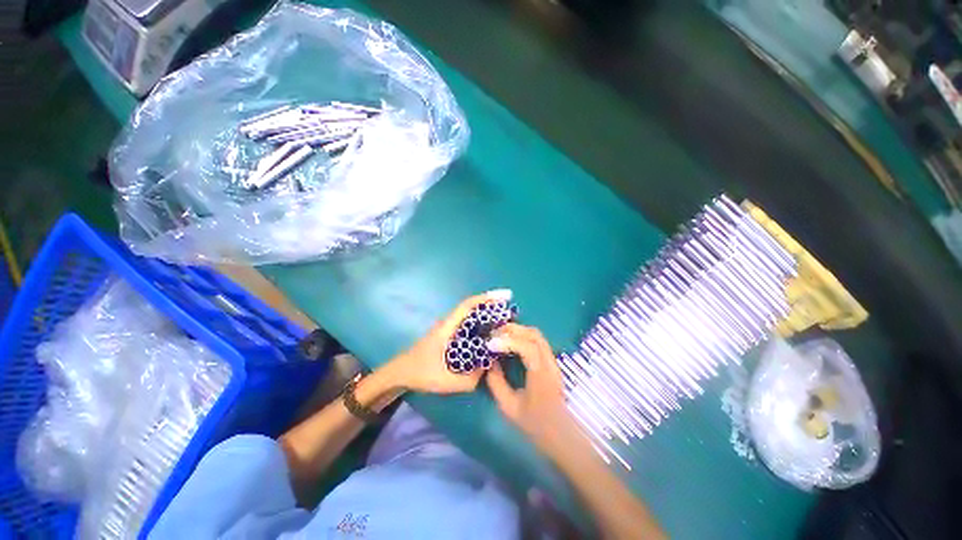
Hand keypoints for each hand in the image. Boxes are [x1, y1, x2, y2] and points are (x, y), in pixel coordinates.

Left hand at [386, 289, 512, 394]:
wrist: (399, 373)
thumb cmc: (421, 373)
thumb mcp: (446, 381)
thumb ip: (470, 380)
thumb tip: (488, 368)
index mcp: (447, 327)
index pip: (467, 305)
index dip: (486, 298)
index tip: (504, 296)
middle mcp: (448, 323)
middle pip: (472, 309)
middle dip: (491, 307)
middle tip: (511, 313)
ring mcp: (447, 328)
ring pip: (470, 318)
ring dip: (486, 317)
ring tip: (504, 323)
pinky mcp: (447, 335)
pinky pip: (467, 326)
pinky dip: (479, 326)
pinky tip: (488, 336)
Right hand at [484, 324, 586, 459]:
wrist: (561, 435)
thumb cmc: (535, 424)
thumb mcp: (509, 407)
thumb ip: (496, 383)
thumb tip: (489, 362)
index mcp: (542, 376)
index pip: (528, 348)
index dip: (508, 341)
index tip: (490, 343)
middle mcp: (550, 364)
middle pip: (535, 335)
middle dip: (513, 330)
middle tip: (493, 333)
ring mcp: (552, 361)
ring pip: (537, 335)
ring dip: (518, 331)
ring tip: (500, 335)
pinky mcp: (551, 362)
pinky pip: (537, 341)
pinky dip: (523, 336)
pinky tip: (511, 341)